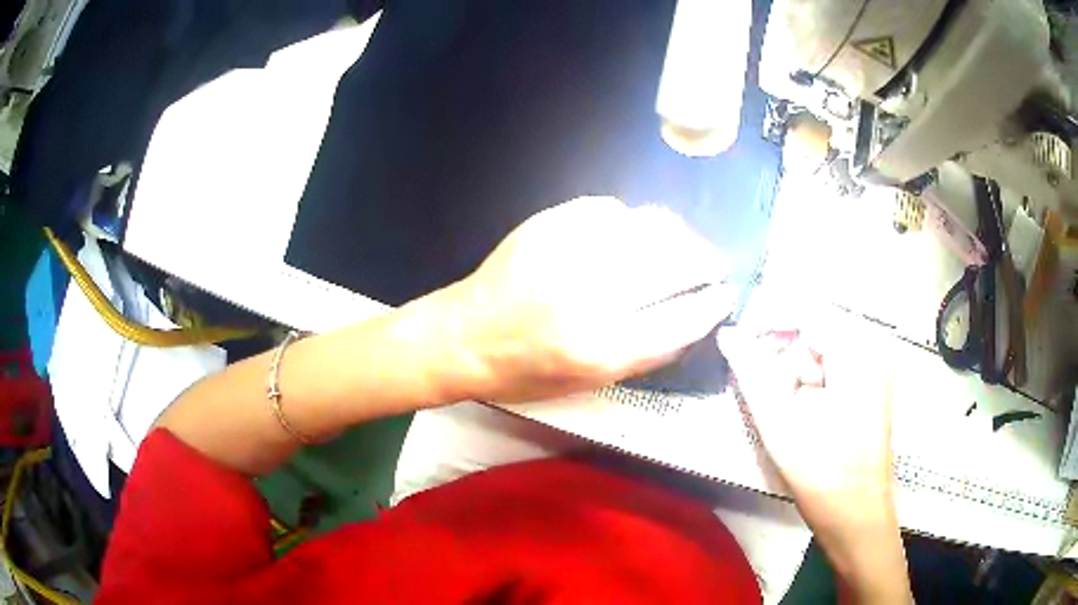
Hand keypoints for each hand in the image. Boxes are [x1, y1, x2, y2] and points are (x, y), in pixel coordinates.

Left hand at [448, 196, 735, 402]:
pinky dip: (633, 222)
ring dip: (677, 236)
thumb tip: (694, 317)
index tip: (726, 295)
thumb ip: (646, 351)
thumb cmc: (526, 373)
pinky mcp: (552, 222)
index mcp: (601, 347)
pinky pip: (614, 210)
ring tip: (682, 246)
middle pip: (674, 263)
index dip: (712, 304)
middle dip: (705, 262)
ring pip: (651, 227)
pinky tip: (632, 235)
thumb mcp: (590, 383)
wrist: (465, 335)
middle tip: (712, 265)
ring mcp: (570, 249)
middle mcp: (590, 293)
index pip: (681, 319)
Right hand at [718, 325, 910, 602]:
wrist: (859, 520)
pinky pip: (837, 370)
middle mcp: (872, 353)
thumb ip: (752, 375)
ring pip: (825, 351)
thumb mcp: (781, 425)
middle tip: (761, 388)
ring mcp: (877, 373)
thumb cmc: (823, 476)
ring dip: (797, 372)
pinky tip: (803, 414)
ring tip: (783, 409)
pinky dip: (813, 384)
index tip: (739, 343)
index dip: (768, 321)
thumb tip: (728, 335)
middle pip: (817, 330)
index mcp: (857, 355)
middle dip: (783, 353)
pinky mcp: (874, 391)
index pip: (807, 310)